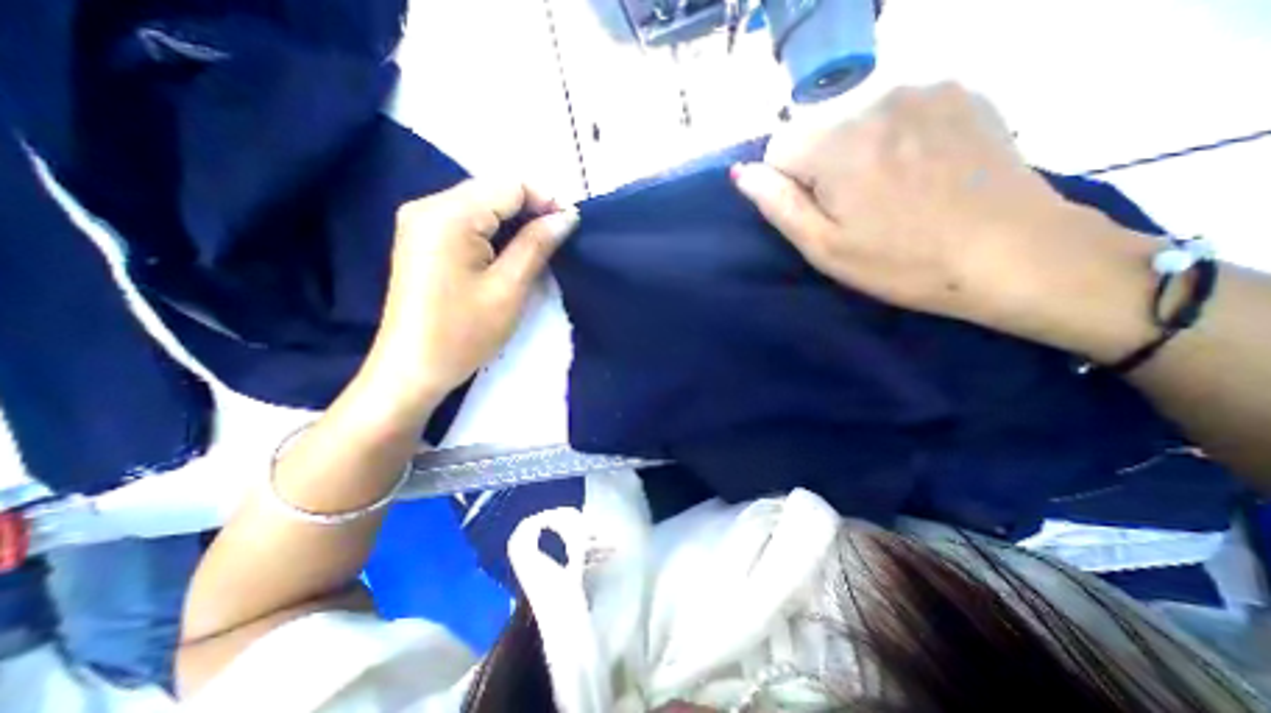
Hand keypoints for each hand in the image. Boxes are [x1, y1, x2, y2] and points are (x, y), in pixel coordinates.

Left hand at [365, 178, 579, 406]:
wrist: (413, 369)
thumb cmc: (464, 333)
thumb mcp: (509, 288)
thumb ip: (537, 244)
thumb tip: (567, 216)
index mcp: (449, 214)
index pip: (509, 185)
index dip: (546, 200)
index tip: (571, 226)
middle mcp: (428, 206)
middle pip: (493, 191)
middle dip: (531, 210)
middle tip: (559, 240)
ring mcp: (420, 221)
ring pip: (482, 205)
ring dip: (514, 222)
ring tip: (539, 248)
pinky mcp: (421, 239)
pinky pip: (467, 221)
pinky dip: (494, 232)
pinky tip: (509, 253)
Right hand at [730, 83, 1159, 355]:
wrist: (1012, 252)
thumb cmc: (903, 262)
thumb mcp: (825, 247)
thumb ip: (778, 204)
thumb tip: (742, 173)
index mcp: (837, 143)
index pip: (777, 147)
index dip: (789, 183)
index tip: (820, 211)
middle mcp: (874, 99)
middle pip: (815, 129)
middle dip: (820, 164)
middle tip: (856, 205)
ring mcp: (922, 88)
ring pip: (852, 117)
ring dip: (855, 148)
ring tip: (890, 188)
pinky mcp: (957, 89)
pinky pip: (894, 108)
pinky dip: (892, 134)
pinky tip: (920, 167)